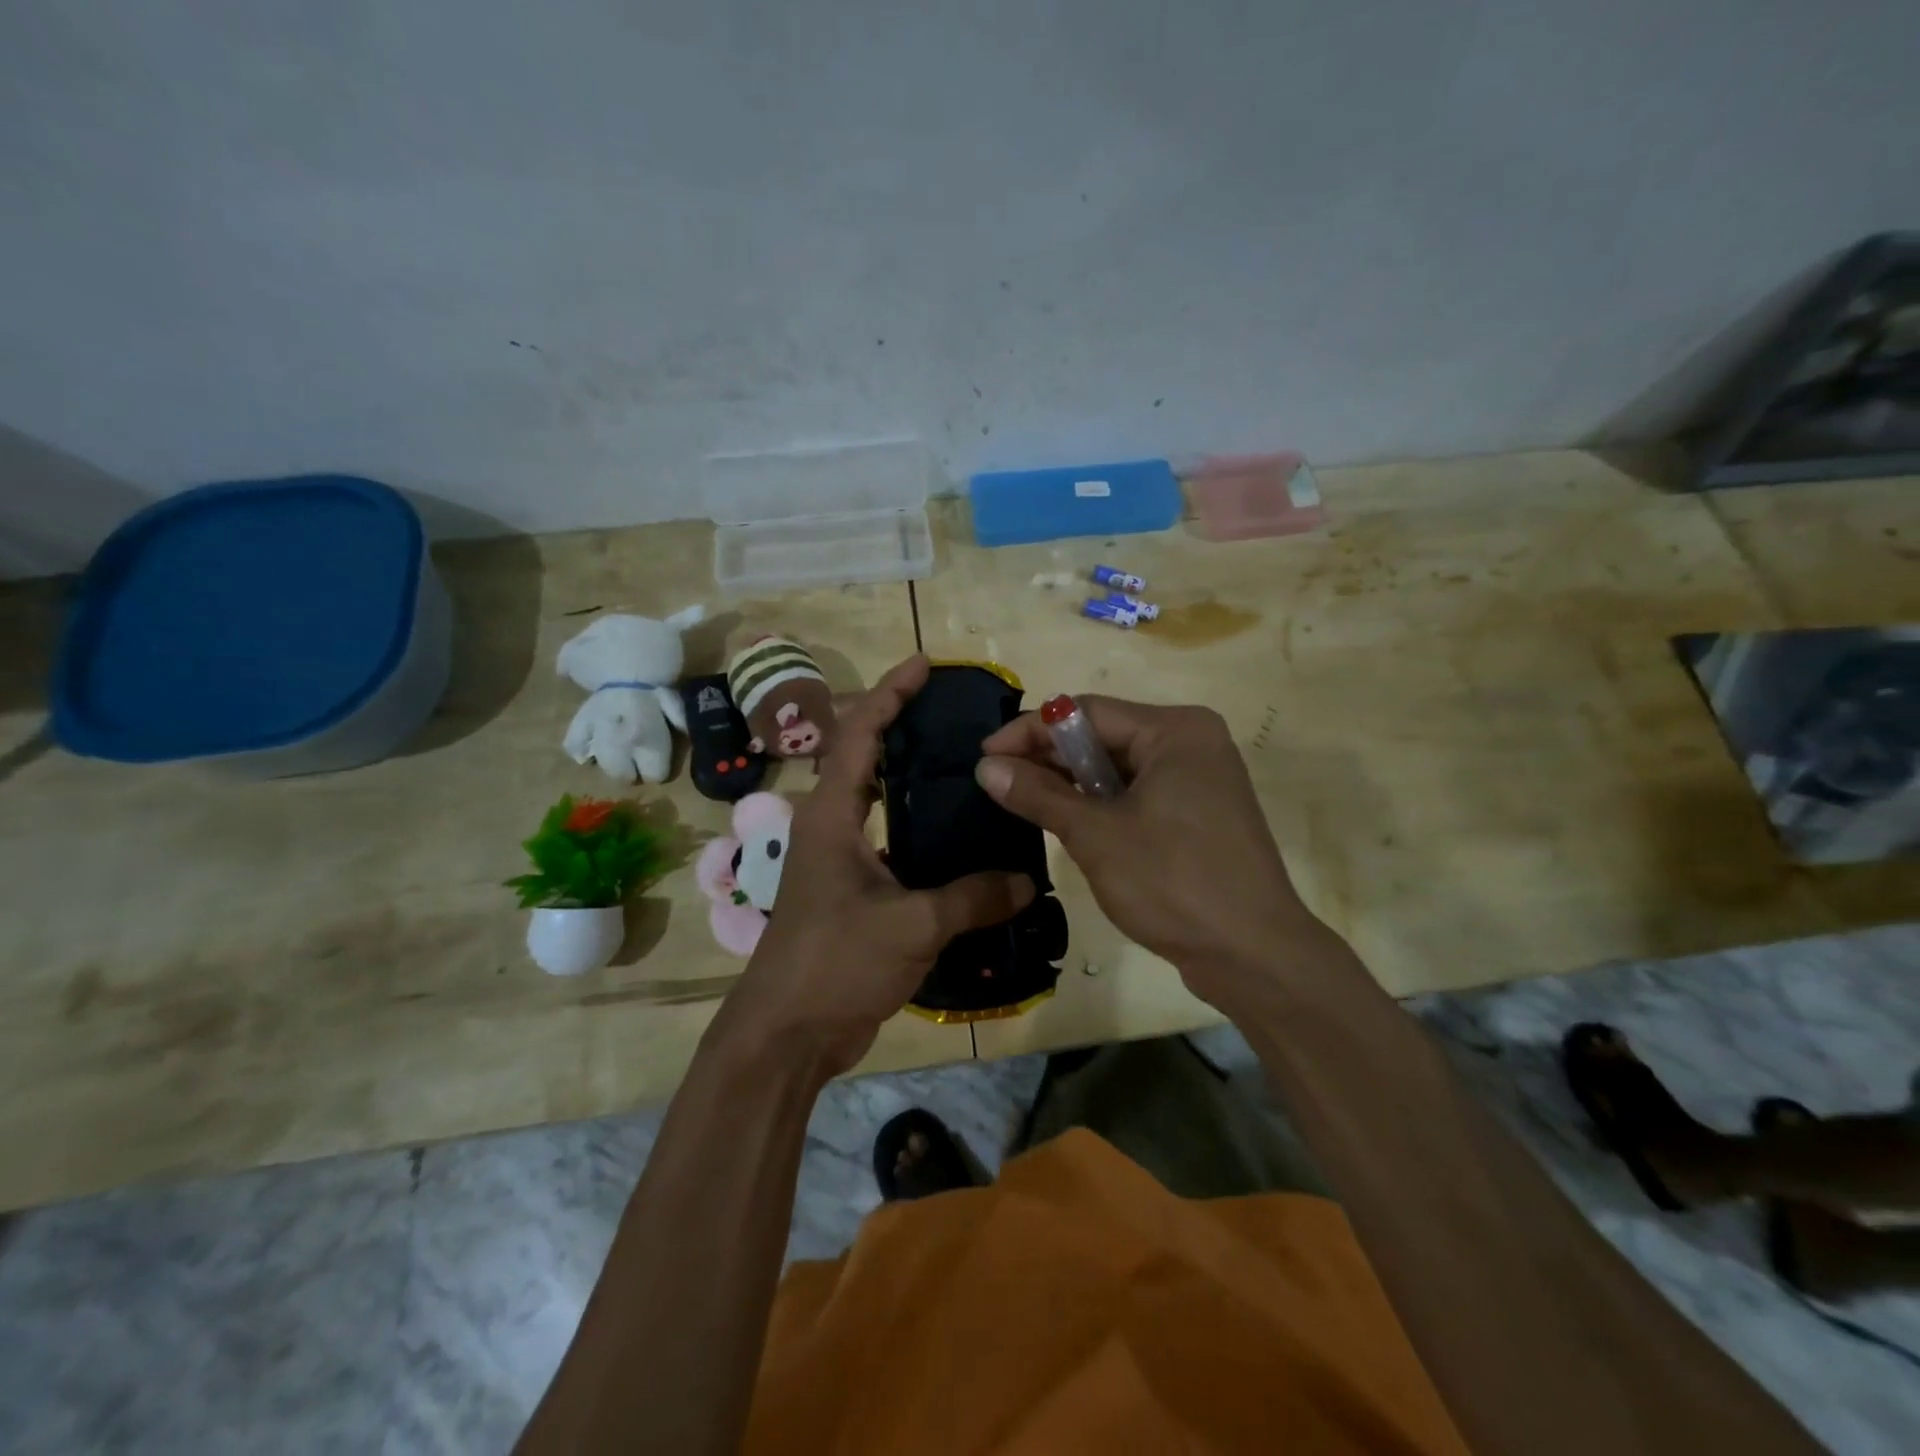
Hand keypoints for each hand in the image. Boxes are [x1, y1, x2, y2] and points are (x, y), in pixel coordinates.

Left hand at [715, 656, 1034, 1078]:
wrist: (788, 1033)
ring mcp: (838, 860)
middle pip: (863, 757)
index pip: (858, 735)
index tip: (922, 665)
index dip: (889, 694)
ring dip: (910, 776)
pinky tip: (957, 837)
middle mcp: (830, 827)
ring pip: (876, 800)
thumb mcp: (912, 926)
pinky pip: (889, 841)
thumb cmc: (836, 964)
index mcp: (832, 816)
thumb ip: (972, 898)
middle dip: (899, 724)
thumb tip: (1026, 881)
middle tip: (952, 712)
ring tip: (962, 764)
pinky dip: (918, 826)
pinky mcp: (851, 891)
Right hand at [976, 698, 1323, 1009]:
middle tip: (998, 782)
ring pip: (1119, 768)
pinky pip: (1138, 793)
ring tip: (1023, 801)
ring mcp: (1200, 779)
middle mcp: (1191, 742)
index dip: (1030, 731)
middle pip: (1103, 736)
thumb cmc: (1174, 882)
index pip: (1085, 712)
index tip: (984, 756)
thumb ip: (1039, 795)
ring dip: (1072, 783)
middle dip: (1049, 758)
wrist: (1254, 956)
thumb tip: (985, 766)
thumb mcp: (1096, 835)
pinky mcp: (1199, 813)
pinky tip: (1068, 821)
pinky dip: (1101, 804)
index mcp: (1175, 730)